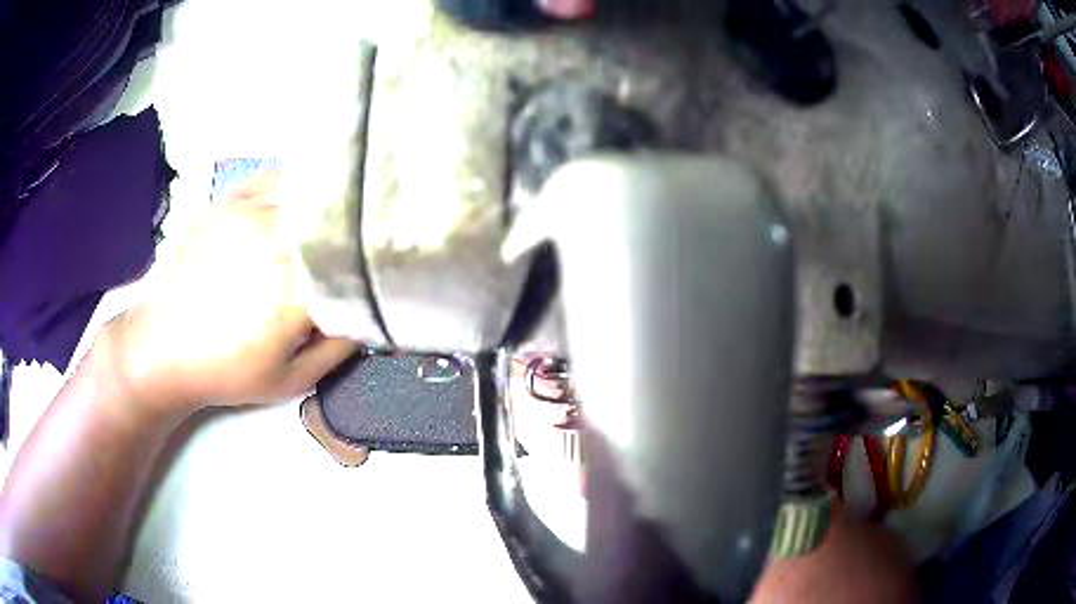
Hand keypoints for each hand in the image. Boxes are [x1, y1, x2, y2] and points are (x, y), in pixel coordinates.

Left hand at [104, 174, 356, 412]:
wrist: (160, 345)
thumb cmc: (225, 370)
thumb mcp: (290, 380)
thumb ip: (338, 348)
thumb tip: (373, 314)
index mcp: (295, 289)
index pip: (358, 259)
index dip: (380, 257)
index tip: (391, 262)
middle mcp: (277, 239)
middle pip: (340, 213)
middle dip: (361, 222)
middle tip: (376, 231)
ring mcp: (251, 210)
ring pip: (312, 187)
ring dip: (334, 198)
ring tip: (348, 207)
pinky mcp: (230, 198)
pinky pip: (278, 175)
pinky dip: (300, 182)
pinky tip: (305, 195)